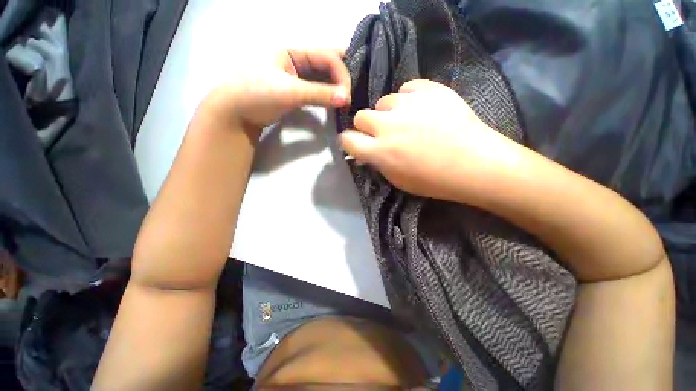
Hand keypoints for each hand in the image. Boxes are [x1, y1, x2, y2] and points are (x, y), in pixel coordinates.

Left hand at [201, 49, 350, 132]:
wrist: (236, 112)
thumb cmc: (257, 93)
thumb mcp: (290, 91)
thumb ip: (319, 94)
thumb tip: (347, 99)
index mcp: (293, 51)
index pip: (327, 56)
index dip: (341, 74)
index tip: (347, 96)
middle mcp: (297, 60)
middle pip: (328, 64)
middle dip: (342, 78)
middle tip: (353, 95)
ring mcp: (297, 77)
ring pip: (324, 77)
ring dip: (337, 88)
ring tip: (348, 100)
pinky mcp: (297, 91)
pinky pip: (318, 90)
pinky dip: (328, 95)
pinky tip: (336, 102)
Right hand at [340, 79, 518, 202]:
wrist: (476, 165)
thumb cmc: (435, 181)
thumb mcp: (398, 181)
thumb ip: (378, 164)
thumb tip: (366, 153)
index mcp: (380, 151)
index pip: (348, 140)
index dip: (348, 141)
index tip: (354, 143)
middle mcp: (388, 126)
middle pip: (361, 116)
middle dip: (366, 126)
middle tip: (380, 133)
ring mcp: (409, 105)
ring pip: (383, 102)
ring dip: (388, 113)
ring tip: (405, 121)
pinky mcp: (430, 90)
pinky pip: (407, 88)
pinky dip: (408, 99)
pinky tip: (419, 109)